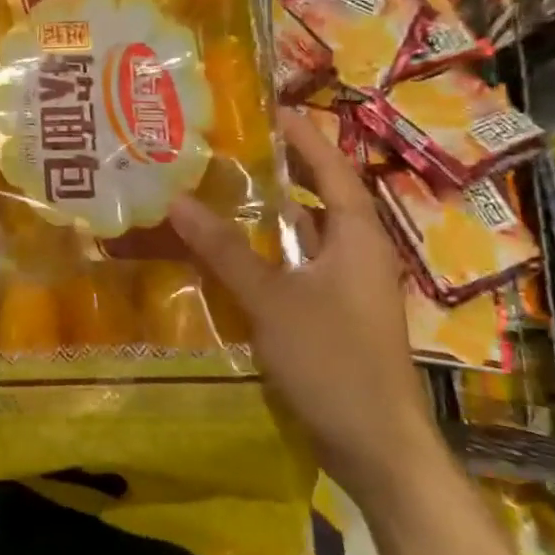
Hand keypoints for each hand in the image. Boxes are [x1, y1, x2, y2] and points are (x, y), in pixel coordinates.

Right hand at [169, 109, 446, 503]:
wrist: (376, 447)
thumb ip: (224, 250)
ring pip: (304, 236)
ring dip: (267, 215)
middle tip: (230, 147)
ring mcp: (345, 287)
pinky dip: (265, 255)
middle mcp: (356, 253)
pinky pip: (295, 269)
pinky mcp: (331, 315)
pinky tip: (226, 256)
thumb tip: (178, 200)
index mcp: (358, 237)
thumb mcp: (272, 300)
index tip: (269, 108)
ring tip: (218, 191)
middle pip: (318, 197)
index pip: (332, 169)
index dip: (304, 136)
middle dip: (280, 170)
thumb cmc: (334, 361)